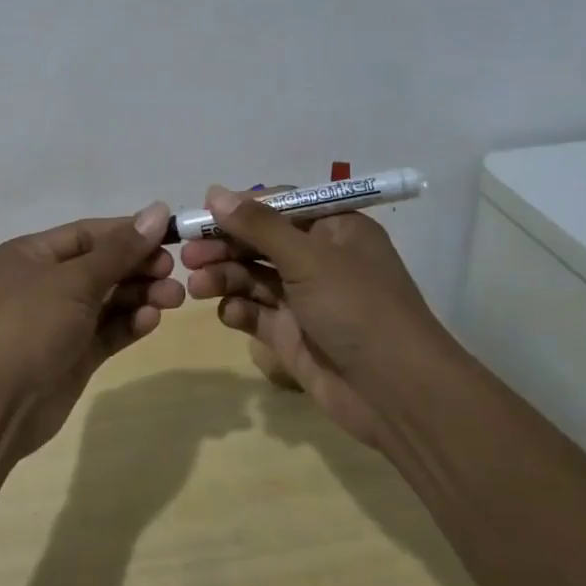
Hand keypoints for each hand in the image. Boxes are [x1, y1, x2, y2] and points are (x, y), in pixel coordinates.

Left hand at [0, 202, 184, 457]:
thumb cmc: (29, 326)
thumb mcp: (74, 280)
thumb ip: (120, 249)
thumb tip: (158, 210)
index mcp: (31, 255)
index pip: (88, 233)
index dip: (128, 233)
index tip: (170, 234)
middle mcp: (43, 283)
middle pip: (101, 266)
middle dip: (138, 267)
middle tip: (173, 271)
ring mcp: (58, 321)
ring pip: (108, 299)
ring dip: (140, 295)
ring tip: (175, 298)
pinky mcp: (72, 355)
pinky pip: (107, 330)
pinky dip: (130, 323)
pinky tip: (152, 320)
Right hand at [180, 185, 445, 448]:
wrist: (396, 394)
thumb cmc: (357, 307)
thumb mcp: (308, 257)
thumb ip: (258, 226)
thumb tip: (214, 192)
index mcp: (335, 229)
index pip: (280, 205)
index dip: (241, 208)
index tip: (203, 213)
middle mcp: (319, 259)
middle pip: (260, 242)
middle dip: (225, 246)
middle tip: (188, 254)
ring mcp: (305, 299)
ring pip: (253, 277)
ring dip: (224, 277)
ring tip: (197, 286)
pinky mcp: (292, 335)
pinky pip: (257, 313)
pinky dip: (239, 310)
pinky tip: (228, 313)